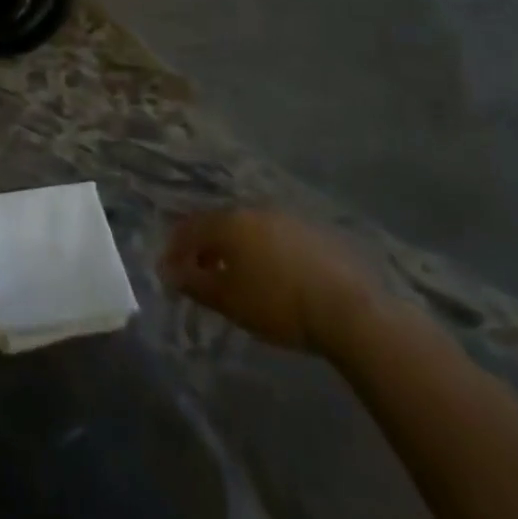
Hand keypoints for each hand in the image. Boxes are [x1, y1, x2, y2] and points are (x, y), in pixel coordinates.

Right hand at [161, 209, 379, 352]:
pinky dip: (264, 251)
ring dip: (236, 248)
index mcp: (229, 222)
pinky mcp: (314, 232)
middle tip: (200, 273)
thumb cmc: (277, 303)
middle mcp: (254, 210)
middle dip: (205, 247)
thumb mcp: (228, 300)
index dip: (175, 248)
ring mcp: (287, 218)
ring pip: (249, 228)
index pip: (189, 228)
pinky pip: (276, 236)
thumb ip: (194, 283)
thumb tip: (168, 272)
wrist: (349, 309)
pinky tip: (272, 275)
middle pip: (219, 224)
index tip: (170, 272)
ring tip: (236, 276)